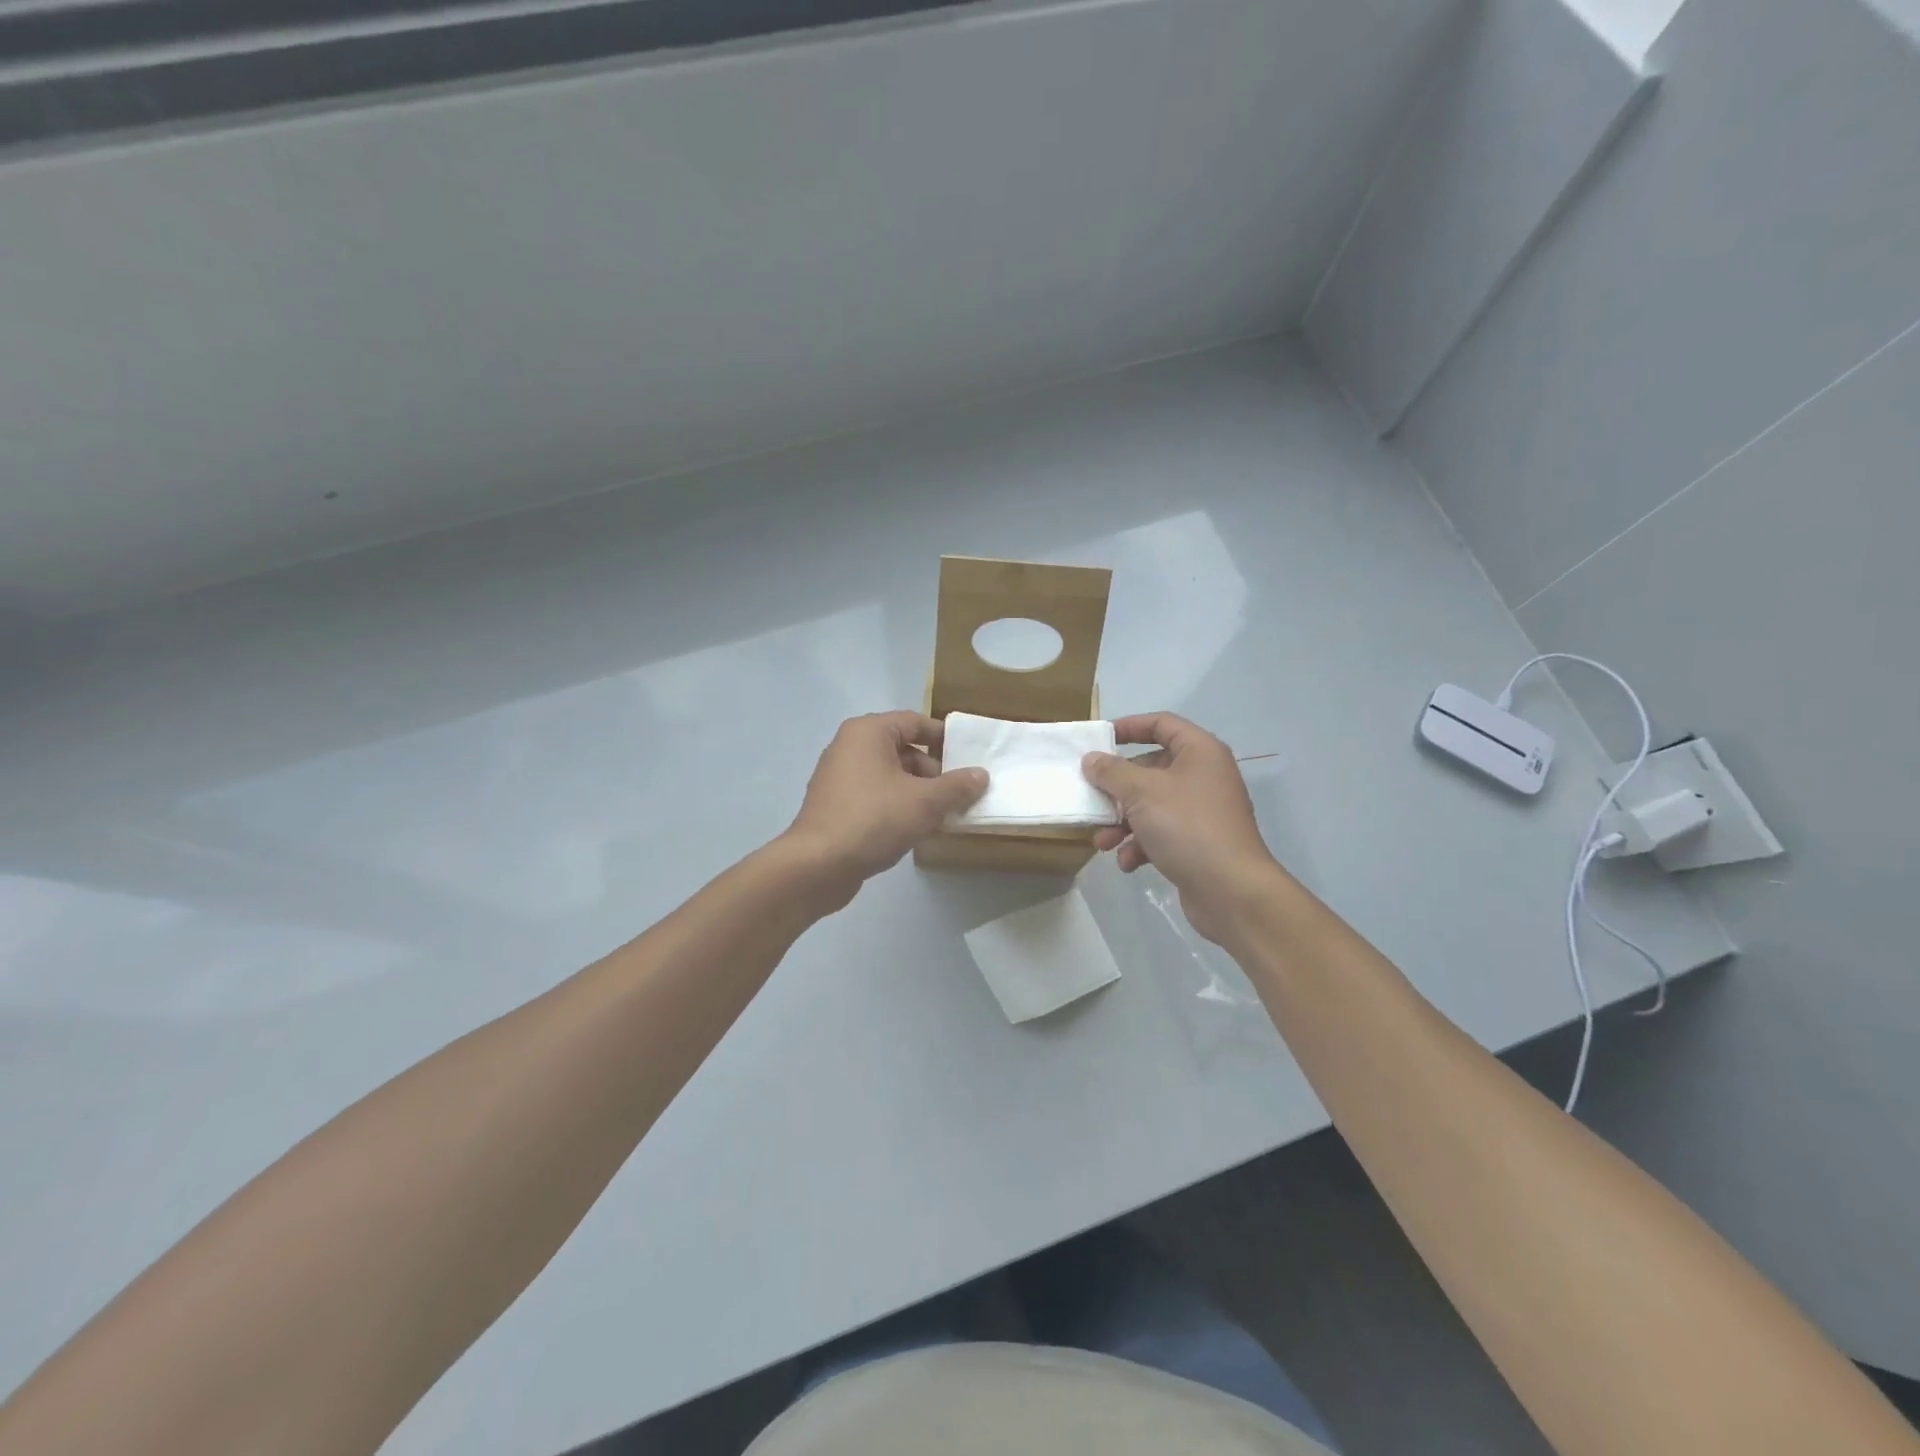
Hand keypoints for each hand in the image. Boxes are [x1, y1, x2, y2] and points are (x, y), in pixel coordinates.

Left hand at [783, 711, 988, 899]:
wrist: (818, 865)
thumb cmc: (874, 819)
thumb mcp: (926, 802)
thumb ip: (957, 786)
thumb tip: (980, 775)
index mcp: (868, 732)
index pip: (915, 722)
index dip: (945, 738)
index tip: (969, 758)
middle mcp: (850, 747)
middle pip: (903, 749)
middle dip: (934, 772)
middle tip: (959, 795)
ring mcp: (839, 777)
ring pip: (891, 776)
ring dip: (919, 793)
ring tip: (943, 816)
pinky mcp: (836, 806)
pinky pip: (876, 796)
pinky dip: (898, 806)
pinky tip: (917, 830)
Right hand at [1082, 713, 1279, 943]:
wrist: (1232, 891)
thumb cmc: (1187, 826)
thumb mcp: (1142, 792)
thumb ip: (1112, 772)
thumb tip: (1092, 759)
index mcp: (1199, 752)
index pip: (1162, 724)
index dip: (1129, 726)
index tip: (1099, 738)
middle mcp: (1203, 776)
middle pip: (1151, 768)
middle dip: (1117, 788)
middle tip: (1093, 797)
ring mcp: (1201, 812)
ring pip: (1151, 805)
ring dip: (1122, 822)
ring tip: (1103, 842)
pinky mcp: (1197, 843)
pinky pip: (1160, 833)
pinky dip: (1140, 845)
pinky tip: (1127, 862)